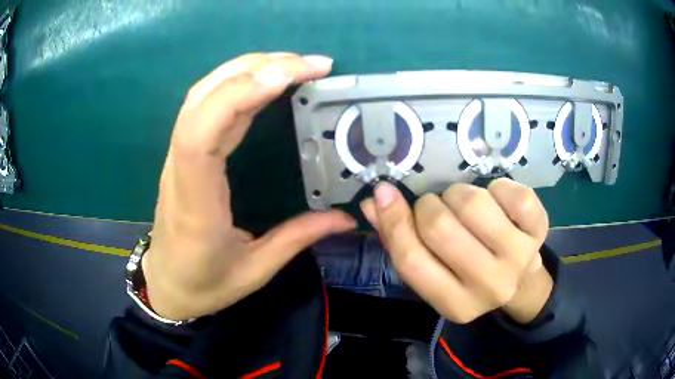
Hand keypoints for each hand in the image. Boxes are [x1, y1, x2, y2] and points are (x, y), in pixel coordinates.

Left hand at [142, 53, 355, 320]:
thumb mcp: (254, 270)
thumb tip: (346, 217)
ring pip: (203, 94)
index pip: (202, 132)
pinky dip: (236, 83)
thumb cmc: (204, 283)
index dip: (240, 93)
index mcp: (196, 201)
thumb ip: (298, 238)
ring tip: (293, 64)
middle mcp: (181, 168)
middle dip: (257, 69)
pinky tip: (264, 80)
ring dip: (247, 68)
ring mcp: (178, 156)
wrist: (166, 283)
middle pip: (205, 99)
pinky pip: (206, 105)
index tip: (291, 76)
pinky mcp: (184, 152)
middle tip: (310, 64)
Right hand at [361, 178, 552, 323]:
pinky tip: (495, 200)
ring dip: (459, 195)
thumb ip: (399, 240)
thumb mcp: (435, 272)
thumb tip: (373, 202)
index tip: (384, 192)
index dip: (393, 222)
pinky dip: (496, 187)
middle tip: (436, 208)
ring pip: (473, 205)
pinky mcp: (539, 230)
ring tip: (464, 206)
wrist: (521, 281)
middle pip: (440, 228)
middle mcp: (489, 287)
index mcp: (455, 304)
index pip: (412, 262)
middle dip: (429, 207)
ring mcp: (519, 258)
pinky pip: (512, 193)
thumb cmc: (470, 274)